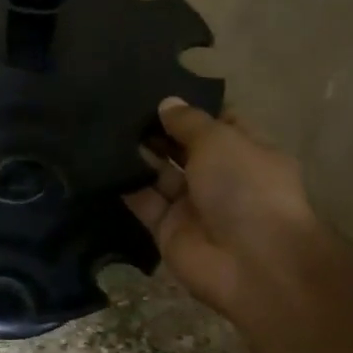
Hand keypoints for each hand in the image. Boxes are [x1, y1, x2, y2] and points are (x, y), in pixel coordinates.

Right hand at [124, 97, 319, 332]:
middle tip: (121, 105)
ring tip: (106, 126)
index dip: (192, 108)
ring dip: (138, 154)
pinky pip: (143, 201)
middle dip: (158, 129)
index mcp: (247, 152)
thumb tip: (167, 103)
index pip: (219, 123)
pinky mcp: (167, 229)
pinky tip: (101, 161)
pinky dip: (126, 184)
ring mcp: (193, 205)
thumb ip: (189, 122)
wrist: (251, 264)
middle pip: (184, 148)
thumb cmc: (246, 189)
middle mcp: (221, 177)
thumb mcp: (220, 141)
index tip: (158, 88)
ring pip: (160, 174)